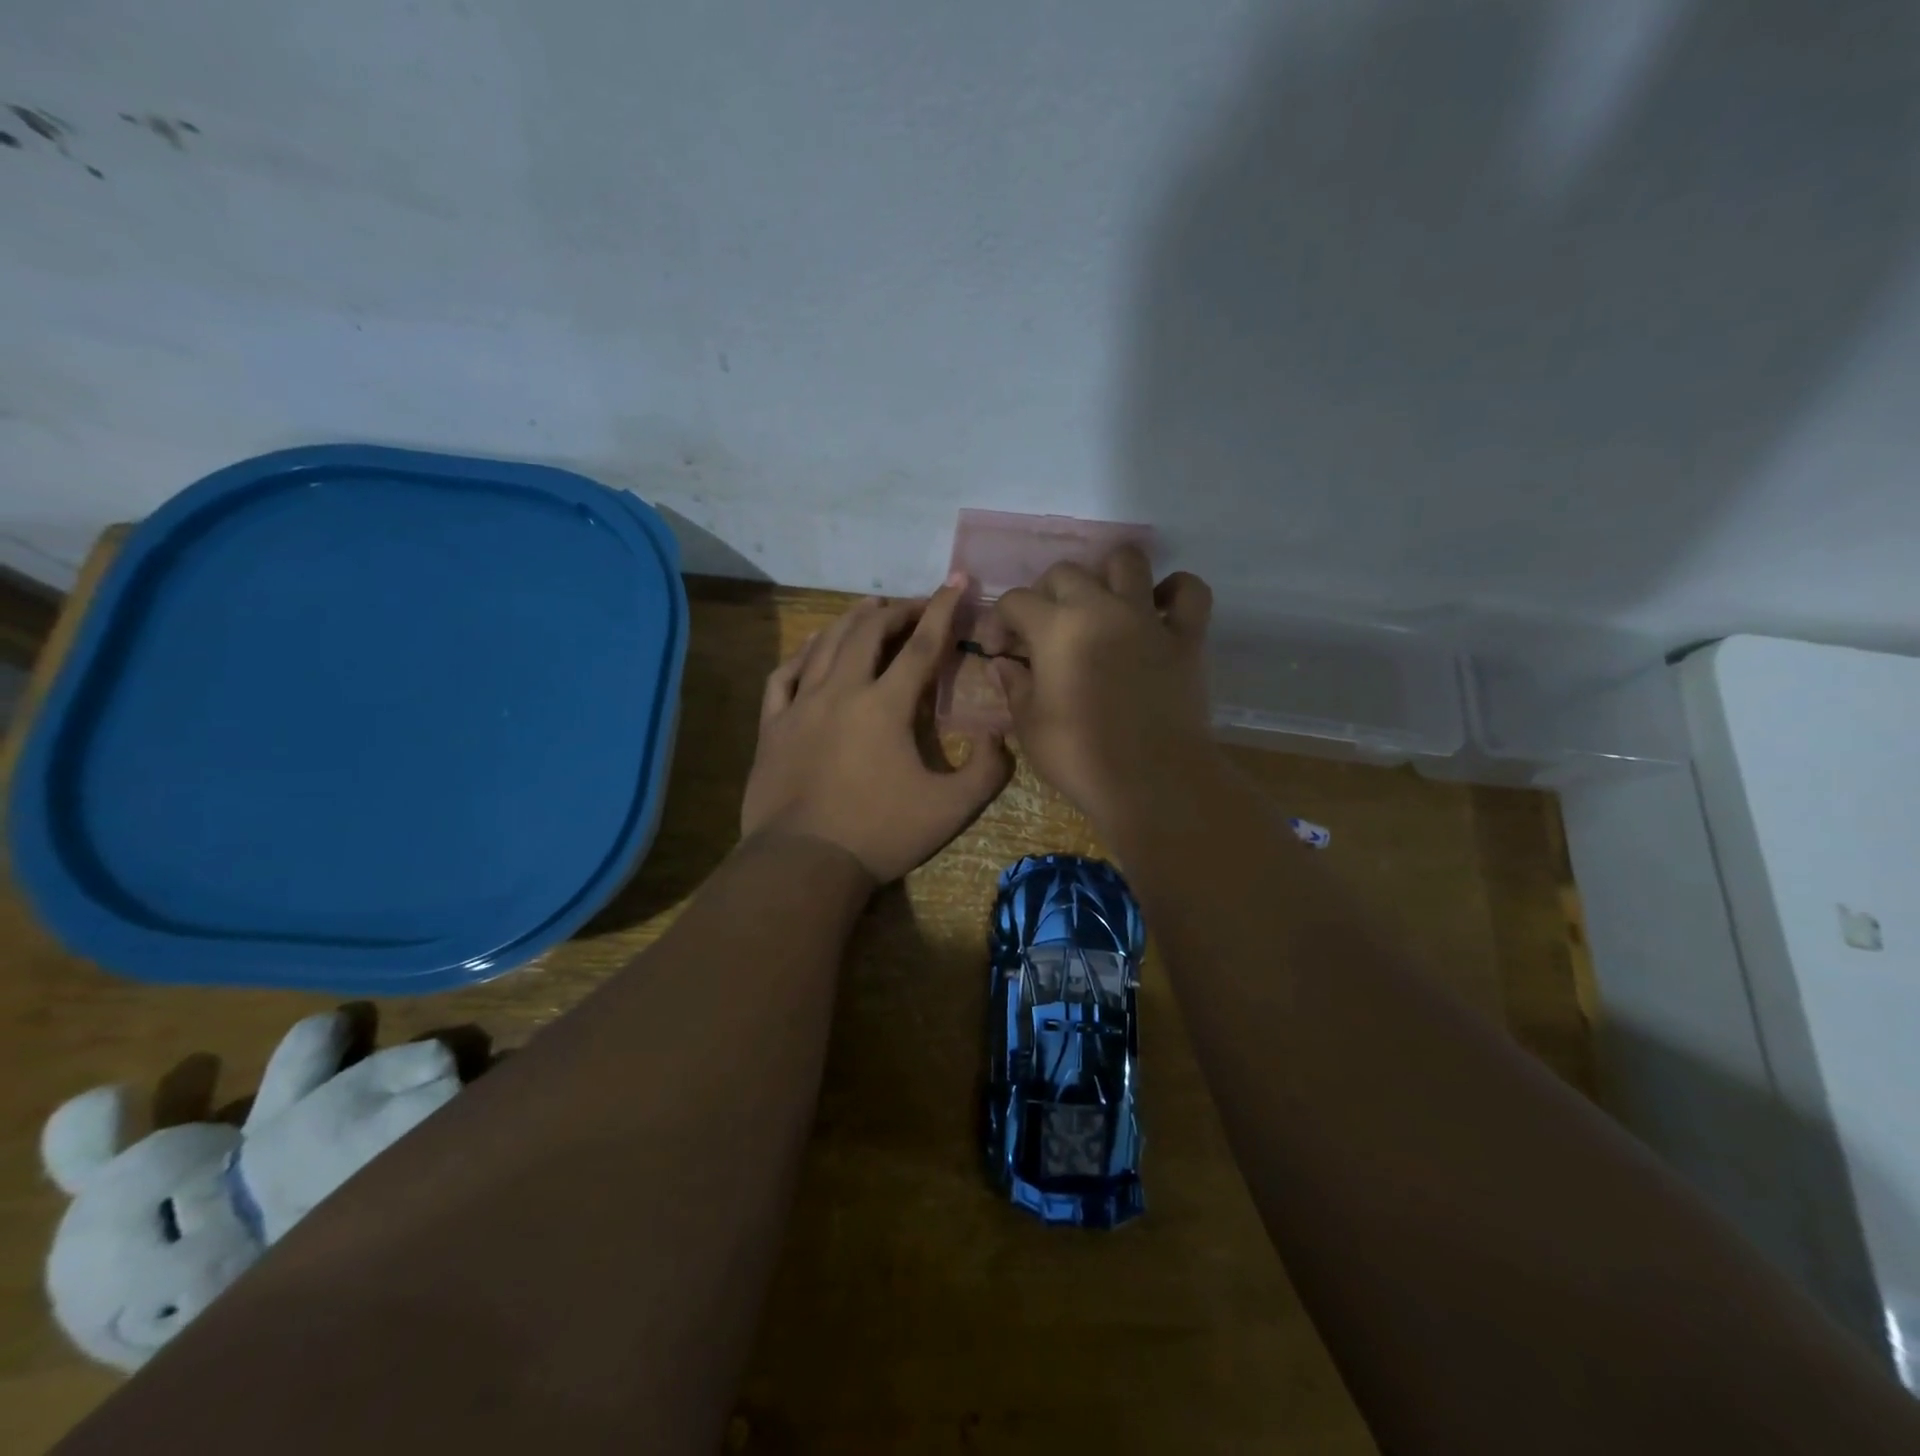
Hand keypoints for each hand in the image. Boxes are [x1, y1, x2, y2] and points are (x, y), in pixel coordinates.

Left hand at [741, 577, 1012, 884]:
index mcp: (885, 705)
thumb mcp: (951, 809)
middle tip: (916, 608)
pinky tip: (812, 650)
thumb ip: (986, 770)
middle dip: (897, 611)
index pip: (921, 645)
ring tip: (870, 609)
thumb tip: (998, 737)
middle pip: (869, 633)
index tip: (956, 582)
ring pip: (825, 645)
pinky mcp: (773, 726)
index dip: (942, 610)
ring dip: (851, 621)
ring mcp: (800, 706)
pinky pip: (784, 675)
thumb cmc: (880, 834)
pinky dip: (803, 654)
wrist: (803, 863)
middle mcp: (841, 691)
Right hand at [986, 547, 1214, 832]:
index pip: (1015, 601)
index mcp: (1055, 627)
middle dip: (1045, 595)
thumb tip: (1003, 664)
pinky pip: (1189, 591)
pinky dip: (1174, 591)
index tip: (999, 650)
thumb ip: (1014, 686)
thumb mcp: (1030, 725)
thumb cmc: (1080, 757)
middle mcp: (1100, 607)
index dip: (998, 621)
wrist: (1151, 781)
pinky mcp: (1186, 636)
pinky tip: (1158, 610)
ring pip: (1128, 561)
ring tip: (1100, 604)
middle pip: (1065, 572)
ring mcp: (1147, 617)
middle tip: (1045, 630)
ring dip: (1108, 574)